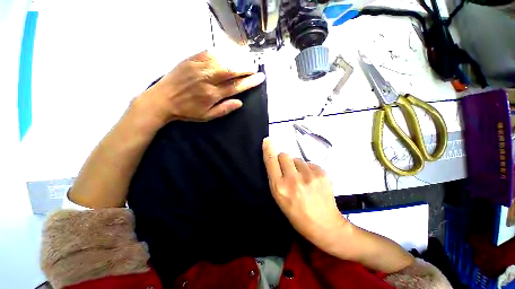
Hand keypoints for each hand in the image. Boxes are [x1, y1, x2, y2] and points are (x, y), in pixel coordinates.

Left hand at [136, 50, 264, 124]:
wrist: (162, 100)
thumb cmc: (187, 111)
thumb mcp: (207, 116)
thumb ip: (224, 109)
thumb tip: (240, 103)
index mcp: (212, 95)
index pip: (236, 86)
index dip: (249, 82)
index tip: (260, 78)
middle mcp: (207, 79)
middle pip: (231, 70)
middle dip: (245, 68)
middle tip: (255, 67)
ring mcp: (198, 67)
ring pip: (222, 59)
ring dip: (236, 59)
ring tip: (245, 60)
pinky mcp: (190, 59)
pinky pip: (209, 52)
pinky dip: (222, 52)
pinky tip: (229, 53)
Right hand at [262, 138, 351, 249]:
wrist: (324, 225)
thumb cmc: (297, 214)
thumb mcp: (279, 199)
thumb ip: (276, 178)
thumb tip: (276, 160)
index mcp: (279, 188)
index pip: (271, 161)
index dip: (268, 149)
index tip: (267, 140)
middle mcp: (293, 179)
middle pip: (284, 155)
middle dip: (284, 160)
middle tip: (289, 170)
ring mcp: (309, 176)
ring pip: (297, 159)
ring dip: (297, 166)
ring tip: (302, 179)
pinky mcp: (322, 173)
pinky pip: (309, 163)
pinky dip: (308, 169)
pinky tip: (312, 181)